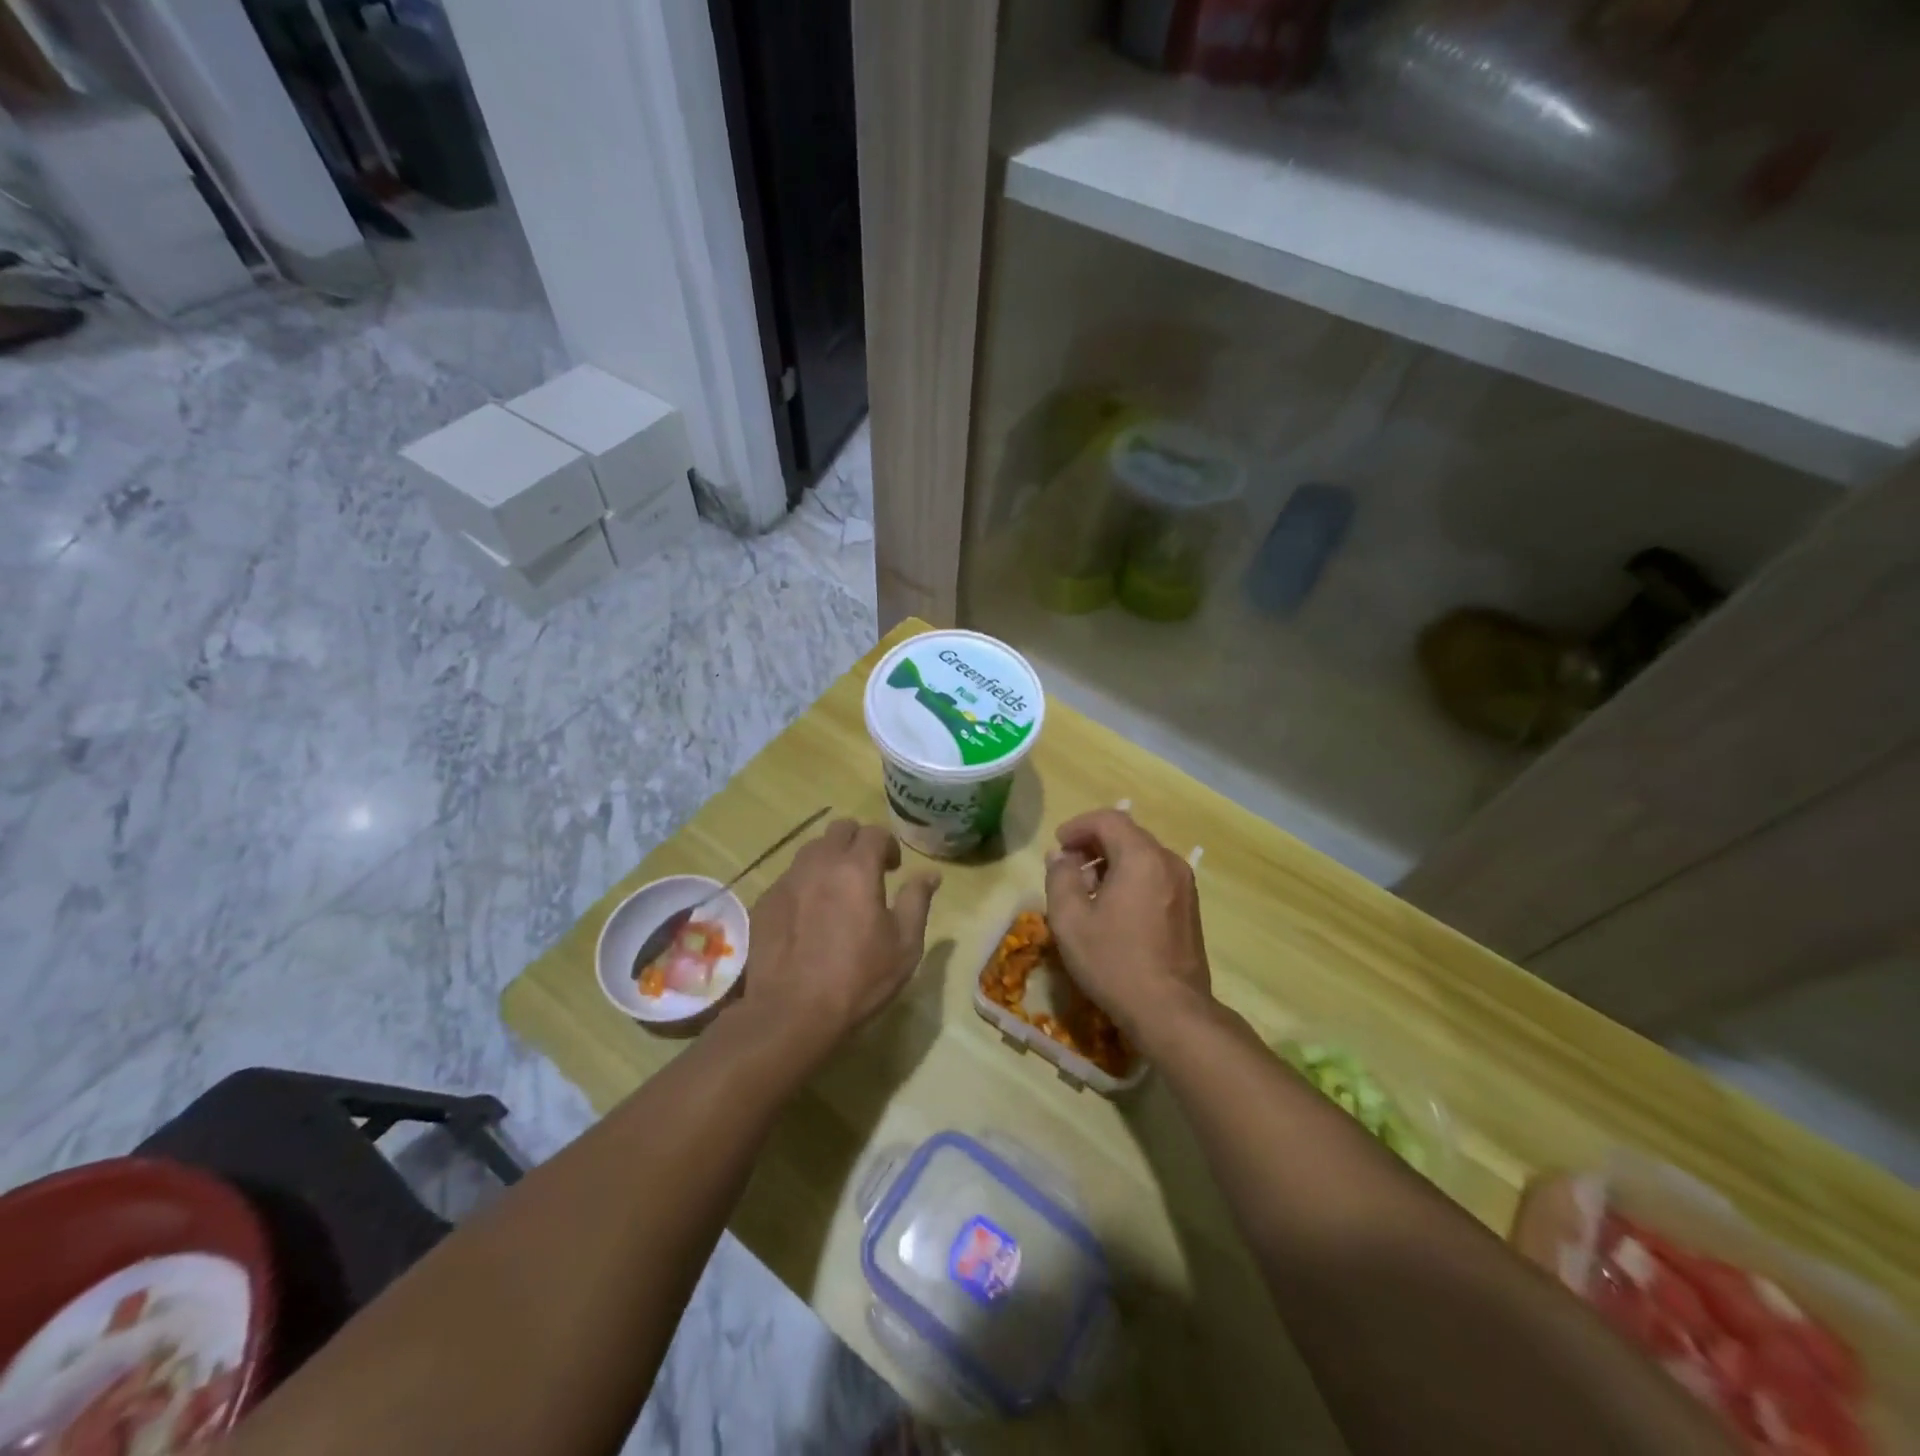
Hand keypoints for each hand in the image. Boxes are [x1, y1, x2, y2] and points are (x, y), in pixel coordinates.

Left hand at [738, 818, 939, 1056]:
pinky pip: (789, 878)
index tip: (894, 869)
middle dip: (857, 843)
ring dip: (829, 860)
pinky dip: (804, 885)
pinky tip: (808, 917)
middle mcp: (819, 863)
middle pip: (839, 829)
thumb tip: (931, 874)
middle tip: (867, 873)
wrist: (791, 1013)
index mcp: (856, 868)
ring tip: (836, 892)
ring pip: (811, 850)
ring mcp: (787, 881)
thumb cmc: (859, 979)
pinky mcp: (765, 902)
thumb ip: (917, 901)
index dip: (888, 846)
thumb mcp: (904, 945)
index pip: (874, 832)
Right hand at [1043, 809, 1210, 1042]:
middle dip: (1093, 843)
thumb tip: (1060, 857)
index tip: (1058, 845)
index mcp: (1142, 857)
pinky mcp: (1189, 907)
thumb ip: (1060, 878)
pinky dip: (1130, 877)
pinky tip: (1113, 908)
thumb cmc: (1115, 962)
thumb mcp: (1070, 920)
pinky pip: (1155, 876)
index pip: (1108, 819)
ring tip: (1087, 890)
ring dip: (1111, 861)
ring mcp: (1184, 885)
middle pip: (1127, 834)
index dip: (1078, 826)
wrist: (1171, 1011)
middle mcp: (1169, 862)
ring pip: (1142, 855)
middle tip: (1068, 867)